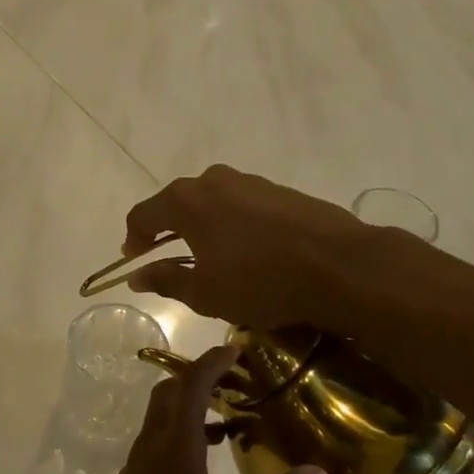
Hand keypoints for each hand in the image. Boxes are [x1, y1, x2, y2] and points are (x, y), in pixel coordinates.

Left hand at [65, 346, 329, 473]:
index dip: (211, 362)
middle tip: (236, 379)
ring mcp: (136, 464)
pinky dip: (180, 431)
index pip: (191, 386)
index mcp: (175, 449)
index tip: (235, 349)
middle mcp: (151, 446)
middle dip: (199, 377)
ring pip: (160, 417)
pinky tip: (205, 459)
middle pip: (169, 393)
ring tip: (230, 418)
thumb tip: (320, 473)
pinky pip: (156, 439)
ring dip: (189, 406)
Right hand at [119, 164, 371, 326]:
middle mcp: (212, 181)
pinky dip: (232, 224)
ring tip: (210, 256)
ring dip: (202, 225)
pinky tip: (246, 250)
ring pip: (211, 202)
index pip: (143, 215)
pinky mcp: (279, 190)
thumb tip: (137, 276)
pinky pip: (241, 205)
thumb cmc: (260, 281)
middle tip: (168, 259)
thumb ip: (165, 280)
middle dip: (167, 230)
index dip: (134, 239)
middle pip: (176, 203)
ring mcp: (249, 182)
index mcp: (186, 202)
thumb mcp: (205, 293)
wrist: (340, 265)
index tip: (135, 260)